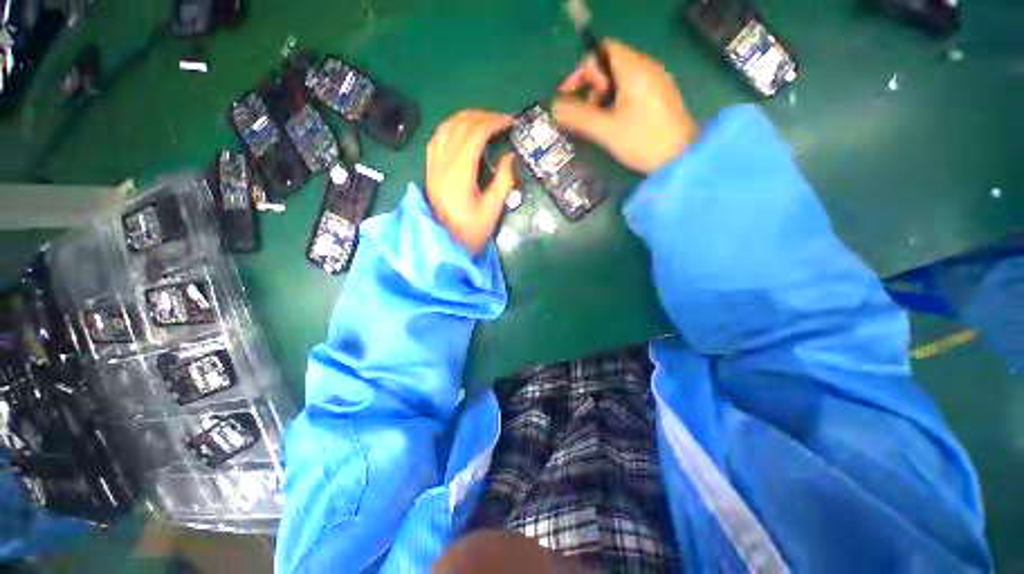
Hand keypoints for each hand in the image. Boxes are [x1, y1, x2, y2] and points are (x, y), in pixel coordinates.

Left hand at [426, 110, 516, 255]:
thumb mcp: (492, 211)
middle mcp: (442, 163)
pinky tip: (461, 130)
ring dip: (466, 118)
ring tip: (485, 120)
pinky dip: (451, 127)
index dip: (494, 122)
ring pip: (445, 127)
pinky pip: (436, 138)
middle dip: (483, 116)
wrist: (443, 246)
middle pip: (460, 125)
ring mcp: (433, 165)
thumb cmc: (470, 233)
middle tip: (502, 120)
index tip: (511, 121)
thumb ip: (503, 182)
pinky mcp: (429, 170)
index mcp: (459, 173)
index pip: (475, 134)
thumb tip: (511, 156)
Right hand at [554, 39, 699, 173]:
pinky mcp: (659, 96)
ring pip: (620, 78)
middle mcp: (646, 67)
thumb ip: (578, 117)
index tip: (570, 96)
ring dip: (602, 96)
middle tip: (586, 112)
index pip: (602, 50)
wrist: (682, 158)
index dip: (582, 70)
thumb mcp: (606, 130)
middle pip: (610, 64)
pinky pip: (631, 89)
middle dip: (591, 86)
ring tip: (597, 121)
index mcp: (634, 68)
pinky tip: (613, 122)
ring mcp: (655, 81)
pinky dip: (616, 101)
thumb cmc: (643, 141)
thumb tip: (554, 108)